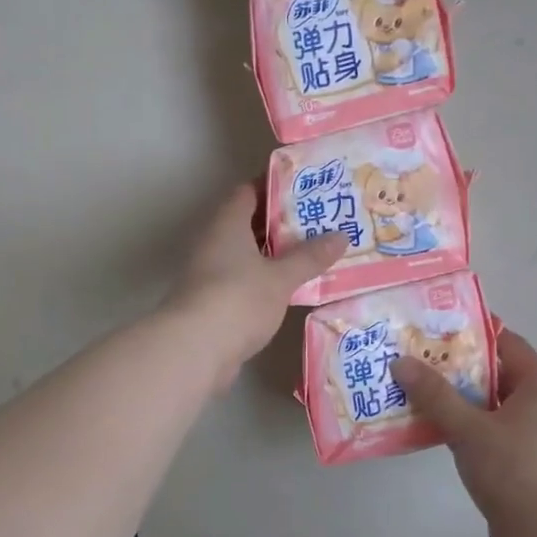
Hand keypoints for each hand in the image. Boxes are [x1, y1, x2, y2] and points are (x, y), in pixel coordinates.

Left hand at [165, 185, 346, 389]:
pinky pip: (245, 280)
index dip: (275, 187)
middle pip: (249, 223)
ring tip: (313, 252)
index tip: (306, 188)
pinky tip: (293, 287)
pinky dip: (267, 279)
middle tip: (319, 221)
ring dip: (275, 254)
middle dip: (281, 222)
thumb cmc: (238, 299)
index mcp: (227, 224)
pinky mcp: (213, 301)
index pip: (248, 191)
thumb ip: (310, 257)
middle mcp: (215, 242)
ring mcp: (211, 273)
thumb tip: (341, 236)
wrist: (195, 350)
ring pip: (248, 254)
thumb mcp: (281, 277)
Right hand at [391, 329, 536, 536]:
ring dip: (456, 403)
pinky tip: (430, 433)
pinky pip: (487, 438)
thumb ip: (434, 395)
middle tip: (415, 360)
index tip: (437, 326)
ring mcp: (533, 441)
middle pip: (494, 377)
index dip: (475, 332)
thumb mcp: (469, 428)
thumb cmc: (515, 471)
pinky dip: (462, 431)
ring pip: (488, 410)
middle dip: (456, 369)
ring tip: (414, 394)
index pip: (508, 343)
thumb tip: (401, 361)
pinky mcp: (522, 470)